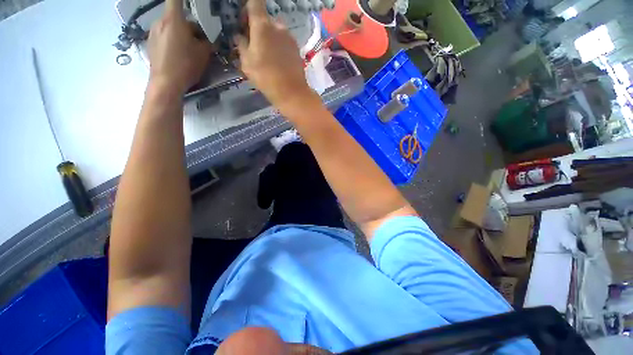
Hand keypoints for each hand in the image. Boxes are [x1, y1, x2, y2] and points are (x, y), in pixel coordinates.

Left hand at [147, 0, 211, 95]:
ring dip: (180, 35)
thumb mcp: (203, 54)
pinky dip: (172, 42)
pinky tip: (177, 56)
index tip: (189, 4)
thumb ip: (206, 42)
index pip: (176, 0)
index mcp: (174, 20)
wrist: (166, 83)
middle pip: (176, 18)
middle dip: (188, 27)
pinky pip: (164, 37)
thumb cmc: (186, 65)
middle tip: (199, 42)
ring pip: (170, 28)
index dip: (182, 0)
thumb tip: (206, 39)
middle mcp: (160, 21)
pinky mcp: (150, 43)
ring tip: (188, 51)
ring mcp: (153, 32)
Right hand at [235, 0, 312, 108]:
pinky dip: (279, 46)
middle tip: (253, 43)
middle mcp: (278, 27)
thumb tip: (239, 37)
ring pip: (276, 32)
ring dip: (269, 38)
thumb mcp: (247, 63)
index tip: (244, 20)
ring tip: (266, 56)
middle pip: (266, 19)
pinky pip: (284, 42)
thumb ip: (241, 46)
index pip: (254, 3)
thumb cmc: (266, 77)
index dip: (247, 8)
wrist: (292, 92)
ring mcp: (290, 38)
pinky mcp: (297, 49)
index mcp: (262, 26)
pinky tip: (277, 61)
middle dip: (258, 27)